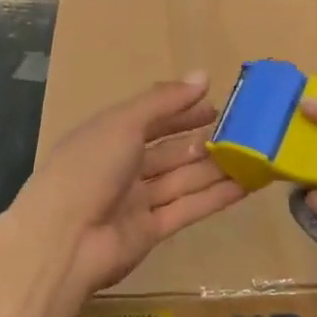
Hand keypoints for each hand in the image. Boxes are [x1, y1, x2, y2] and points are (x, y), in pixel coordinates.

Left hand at [17, 73, 247, 297]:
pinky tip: (245, 186)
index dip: (182, 110)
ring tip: (254, 156)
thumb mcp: (123, 123)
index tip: (215, 104)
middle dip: (203, 140)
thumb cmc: (89, 168)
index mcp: (109, 135)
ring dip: (216, 168)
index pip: (152, 118)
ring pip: (183, 178)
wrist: (63, 240)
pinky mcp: (150, 231)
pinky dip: (214, 197)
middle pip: (170, 150)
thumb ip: (163, 102)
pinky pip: (187, 208)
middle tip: (242, 131)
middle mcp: (123, 166)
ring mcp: (137, 200)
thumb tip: (202, 76)